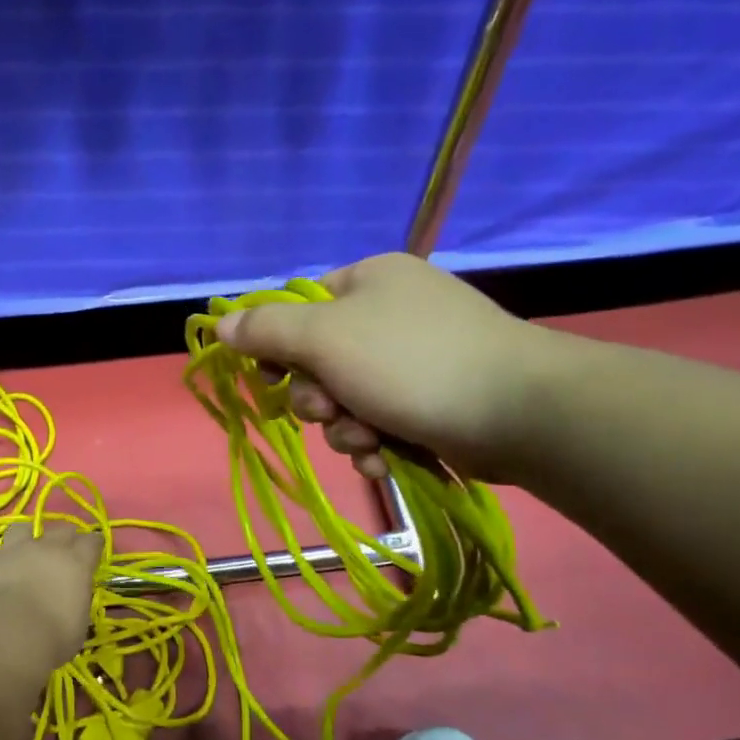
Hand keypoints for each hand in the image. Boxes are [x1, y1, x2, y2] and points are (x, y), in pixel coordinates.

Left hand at [0, 523, 103, 672]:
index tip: (93, 553)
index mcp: (76, 563)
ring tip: (25, 550)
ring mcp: (14, 549)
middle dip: (65, 538)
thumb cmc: (51, 638)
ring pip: (23, 528)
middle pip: (61, 530)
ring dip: (27, 537)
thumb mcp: (78, 626)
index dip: (93, 546)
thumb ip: (76, 604)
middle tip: (63, 551)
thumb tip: (71, 600)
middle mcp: (47, 548)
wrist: (3, 636)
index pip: (92, 542)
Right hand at [216, 253, 564, 482]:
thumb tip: (221, 323)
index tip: (276, 378)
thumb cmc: (411, 364)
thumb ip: (267, 330)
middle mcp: (392, 313)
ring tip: (369, 442)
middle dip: (319, 400)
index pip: (300, 310)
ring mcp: (416, 359)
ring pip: (348, 401)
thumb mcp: (326, 339)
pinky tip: (385, 458)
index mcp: (369, 281)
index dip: (280, 348)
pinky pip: (381, 421)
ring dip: (346, 429)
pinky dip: (376, 443)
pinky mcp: (434, 400)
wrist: (518, 411)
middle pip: (321, 362)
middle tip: (332, 412)